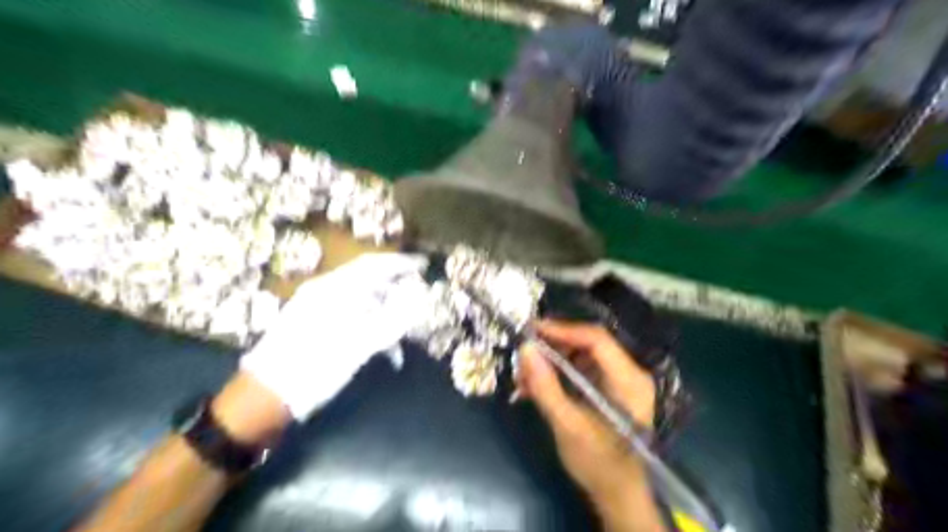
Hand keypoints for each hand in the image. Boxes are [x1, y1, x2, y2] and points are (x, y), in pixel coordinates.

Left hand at [241, 252, 429, 421]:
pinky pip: (352, 319)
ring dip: (387, 315)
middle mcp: (325, 293)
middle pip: (369, 282)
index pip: (373, 264)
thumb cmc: (313, 367)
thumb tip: (421, 294)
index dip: (401, 263)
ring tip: (406, 334)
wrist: (264, 398)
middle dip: (398, 291)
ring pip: (363, 303)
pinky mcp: (316, 327)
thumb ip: (392, 318)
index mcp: (332, 289)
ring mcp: (318, 309)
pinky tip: (386, 352)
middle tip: (421, 301)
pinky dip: (371, 330)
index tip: (426, 266)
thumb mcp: (358, 344)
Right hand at [516, 320, 661, 531]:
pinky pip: (579, 368)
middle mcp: (628, 372)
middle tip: (522, 354)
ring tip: (524, 376)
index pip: (596, 340)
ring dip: (550, 361)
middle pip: (587, 343)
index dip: (562, 330)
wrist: (618, 493)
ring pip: (579, 354)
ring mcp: (618, 379)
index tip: (531, 330)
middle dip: (552, 347)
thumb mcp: (568, 426)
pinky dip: (556, 373)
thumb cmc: (598, 464)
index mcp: (629, 380)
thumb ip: (546, 387)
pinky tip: (533, 386)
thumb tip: (525, 348)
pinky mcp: (607, 387)